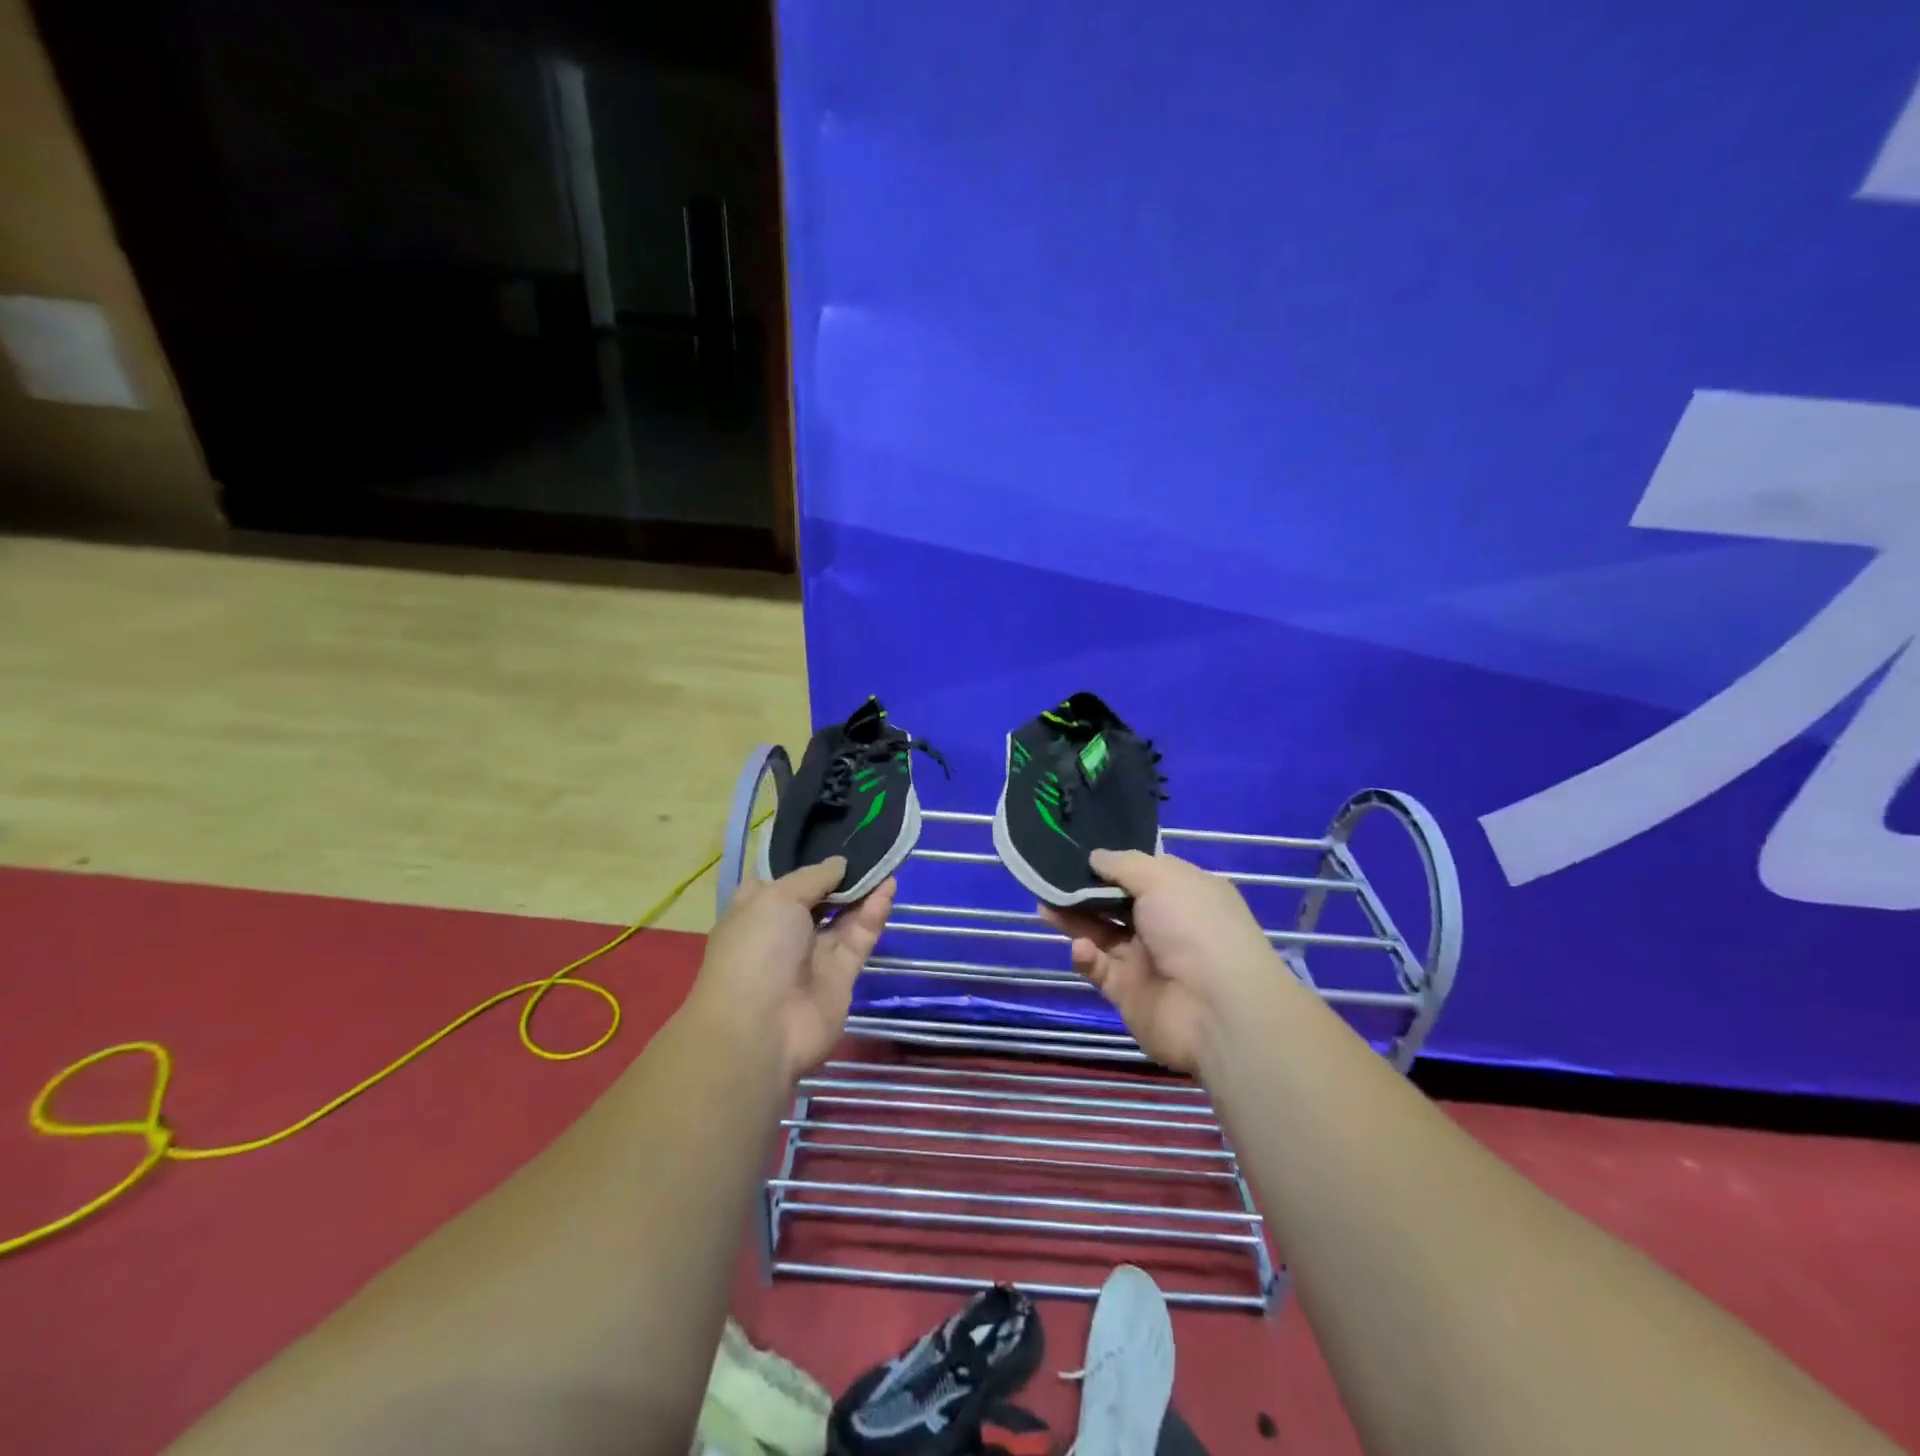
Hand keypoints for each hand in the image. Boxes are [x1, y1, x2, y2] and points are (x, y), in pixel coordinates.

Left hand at [687, 857, 893, 1079]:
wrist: (761, 1027)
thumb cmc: (756, 950)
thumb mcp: (777, 897)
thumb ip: (814, 877)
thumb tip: (840, 863)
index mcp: (756, 912)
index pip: (781, 884)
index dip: (806, 867)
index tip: (834, 843)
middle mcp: (784, 933)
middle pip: (818, 900)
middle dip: (841, 878)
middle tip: (870, 849)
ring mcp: (812, 956)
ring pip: (843, 918)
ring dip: (863, 892)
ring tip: (887, 862)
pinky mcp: (841, 977)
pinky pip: (858, 938)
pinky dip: (873, 914)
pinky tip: (889, 888)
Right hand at [1040, 850, 1277, 1070]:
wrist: (1215, 1010)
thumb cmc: (1194, 928)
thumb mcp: (1162, 879)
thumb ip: (1123, 865)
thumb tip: (1095, 856)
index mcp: (1184, 893)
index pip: (1144, 872)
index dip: (1113, 863)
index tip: (1077, 852)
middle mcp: (1166, 924)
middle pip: (1116, 902)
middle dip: (1083, 890)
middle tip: (1048, 878)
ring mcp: (1146, 959)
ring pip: (1101, 933)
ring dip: (1074, 919)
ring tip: (1043, 906)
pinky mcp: (1127, 991)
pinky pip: (1099, 968)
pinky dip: (1086, 956)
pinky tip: (1080, 947)